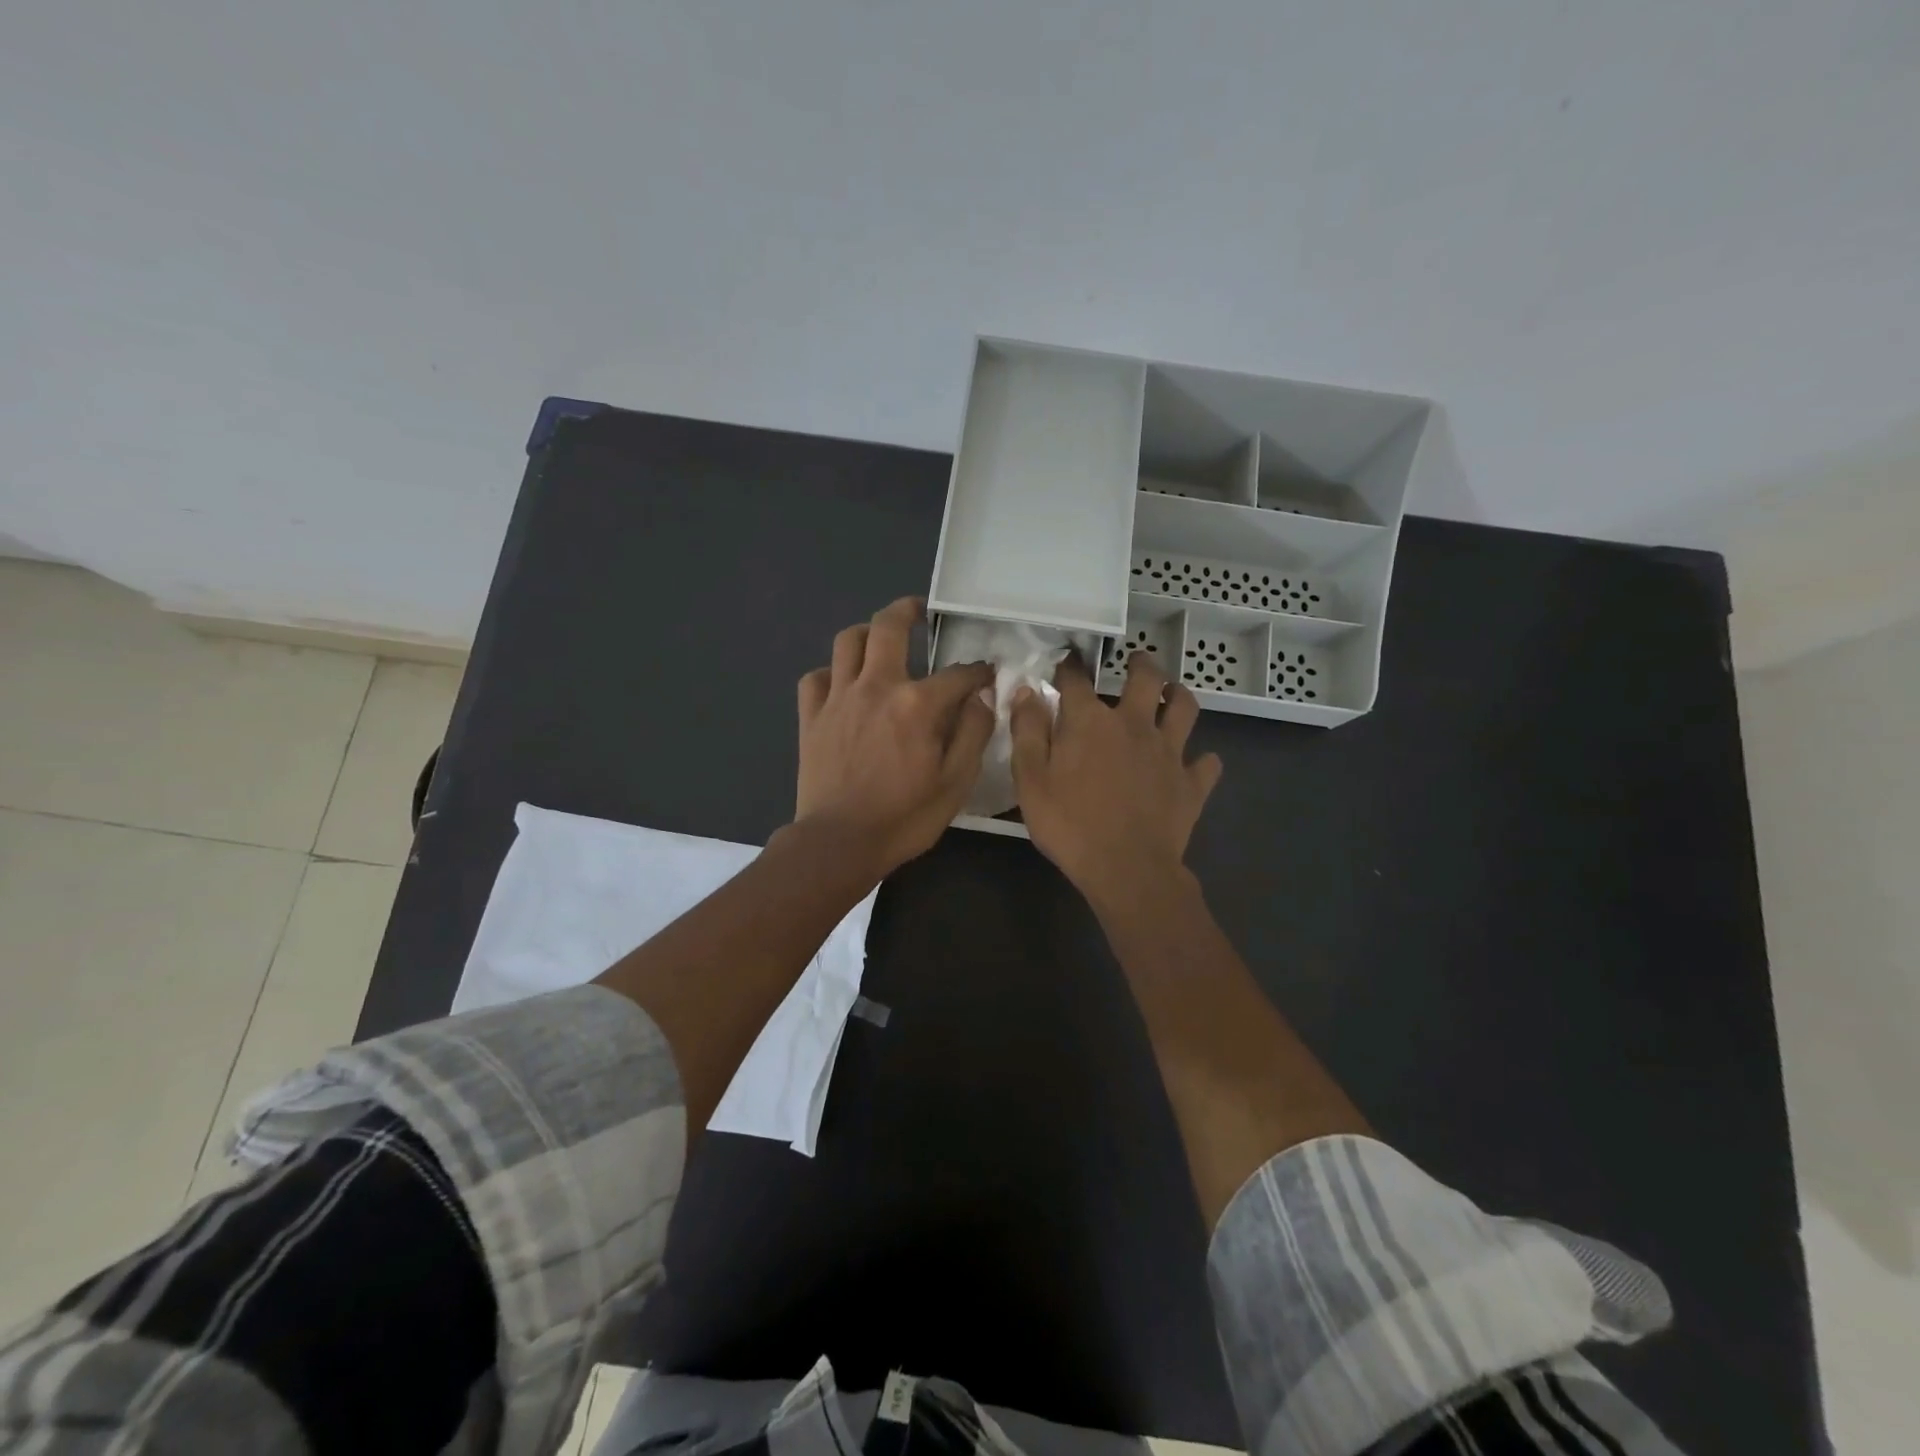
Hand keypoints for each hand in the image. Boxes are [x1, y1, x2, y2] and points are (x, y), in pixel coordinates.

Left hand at [795, 597, 995, 879]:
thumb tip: (982, 697)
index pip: (957, 673)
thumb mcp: (956, 782)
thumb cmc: (904, 817)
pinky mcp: (811, 716)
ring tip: (880, 640)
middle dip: (908, 611)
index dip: (977, 671)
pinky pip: (816, 677)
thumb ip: (973, 733)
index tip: (986, 673)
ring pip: (848, 641)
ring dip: (867, 633)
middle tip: (919, 611)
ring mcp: (838, 698)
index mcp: (917, 704)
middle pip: (888, 627)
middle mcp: (876, 687)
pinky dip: (832, 673)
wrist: (839, 843)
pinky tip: (843, 684)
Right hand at [1010, 650, 1221, 905]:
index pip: (1077, 679)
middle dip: (1141, 664)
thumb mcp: (1030, 779)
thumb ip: (1027, 731)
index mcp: (1090, 722)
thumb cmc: (1069, 824)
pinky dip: (1200, 761)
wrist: (1126, 868)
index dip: (1070, 666)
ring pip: (1185, 708)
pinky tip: (1193, 764)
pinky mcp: (1191, 783)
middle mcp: (1133, 724)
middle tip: (1136, 662)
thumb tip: (1027, 690)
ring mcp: (1168, 752)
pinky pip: (1206, 764)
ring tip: (1171, 695)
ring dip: (1178, 696)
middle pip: (1146, 678)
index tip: (1067, 662)